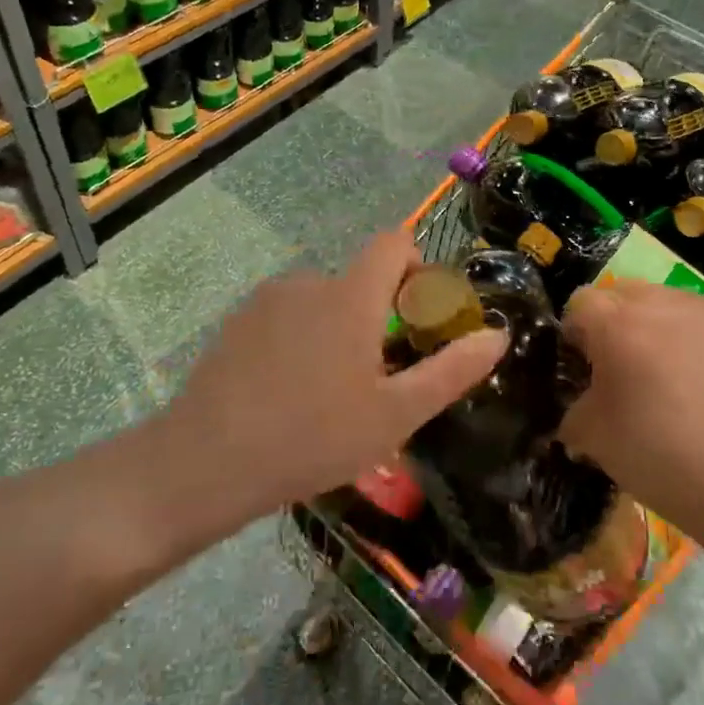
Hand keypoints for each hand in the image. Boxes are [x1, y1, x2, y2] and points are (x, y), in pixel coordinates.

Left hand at [154, 229, 506, 531]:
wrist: (205, 462)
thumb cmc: (313, 437)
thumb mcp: (395, 415)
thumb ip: (450, 370)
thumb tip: (498, 335)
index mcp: (351, 295)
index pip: (394, 242)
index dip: (416, 266)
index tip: (418, 316)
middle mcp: (310, 281)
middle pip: (360, 279)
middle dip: (378, 316)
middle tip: (376, 379)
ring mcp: (268, 299)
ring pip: (323, 301)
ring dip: (338, 331)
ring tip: (328, 395)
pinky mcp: (238, 321)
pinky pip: (288, 316)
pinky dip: (301, 339)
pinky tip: (287, 393)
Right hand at [558, 282, 703, 537]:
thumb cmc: (664, 461)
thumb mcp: (593, 440)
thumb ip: (575, 408)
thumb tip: (583, 403)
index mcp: (619, 325)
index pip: (582, 303)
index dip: (577, 333)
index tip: (585, 366)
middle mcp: (666, 304)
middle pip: (628, 294)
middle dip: (621, 324)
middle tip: (630, 371)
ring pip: (675, 306)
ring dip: (667, 331)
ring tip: (682, 381)